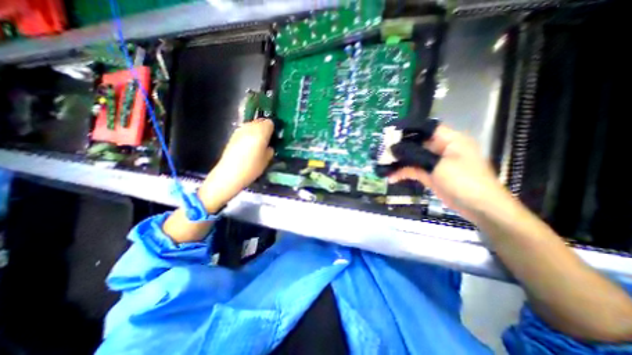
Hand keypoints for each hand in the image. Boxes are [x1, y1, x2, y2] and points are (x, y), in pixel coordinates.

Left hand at [200, 119, 273, 213]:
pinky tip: (248, 146)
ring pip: (251, 125)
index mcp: (260, 132)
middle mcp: (250, 127)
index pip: (270, 123)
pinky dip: (249, 135)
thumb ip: (270, 149)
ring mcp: (240, 130)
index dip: (273, 129)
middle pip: (260, 121)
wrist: (229, 174)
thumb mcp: (267, 160)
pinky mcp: (233, 136)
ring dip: (256, 131)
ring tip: (258, 143)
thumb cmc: (252, 168)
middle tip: (267, 140)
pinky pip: (245, 131)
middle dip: (265, 129)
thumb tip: (269, 146)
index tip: (274, 137)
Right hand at [388, 125, 508, 220]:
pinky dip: (403, 173)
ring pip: (414, 157)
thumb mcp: (438, 165)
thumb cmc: (463, 181)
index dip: (409, 128)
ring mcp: (435, 163)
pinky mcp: (431, 174)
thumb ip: (415, 155)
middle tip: (383, 149)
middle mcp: (441, 149)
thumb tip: (394, 149)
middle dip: (400, 146)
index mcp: (449, 140)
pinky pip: (414, 170)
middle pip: (417, 143)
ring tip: (383, 163)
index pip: (427, 128)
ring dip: (399, 161)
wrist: (479, 207)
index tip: (392, 132)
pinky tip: (391, 177)